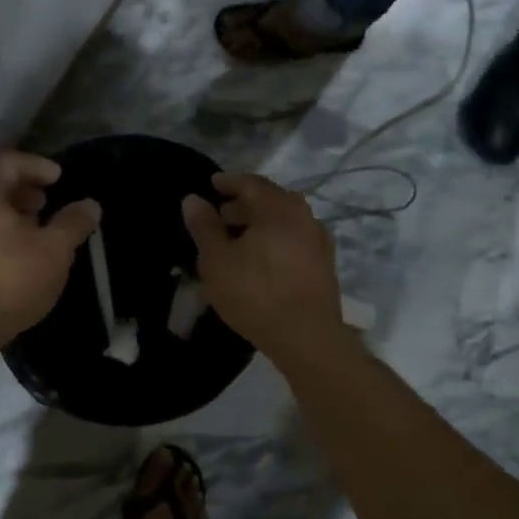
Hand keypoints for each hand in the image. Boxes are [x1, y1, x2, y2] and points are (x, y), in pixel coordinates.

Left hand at [0, 152, 100, 354]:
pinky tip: (5, 252)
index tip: (59, 179)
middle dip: (20, 190)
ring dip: (2, 212)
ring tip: (29, 230)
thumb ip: (73, 222)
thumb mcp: (53, 250)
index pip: (10, 161)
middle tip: (44, 204)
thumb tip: (91, 205)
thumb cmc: (7, 279)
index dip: (38, 167)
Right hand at [181, 172, 343, 352]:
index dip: (229, 181)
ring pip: (285, 219)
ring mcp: (318, 240)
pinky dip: (276, 237)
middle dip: (245, 203)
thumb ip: (204, 226)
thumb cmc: (255, 293)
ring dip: (261, 221)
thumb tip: (193, 199)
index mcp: (277, 209)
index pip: (251, 183)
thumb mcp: (217, 260)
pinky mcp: (325, 263)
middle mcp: (303, 216)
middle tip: (222, 214)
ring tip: (239, 238)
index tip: (212, 184)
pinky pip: (295, 237)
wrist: (307, 338)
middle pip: (271, 198)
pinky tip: (263, 257)